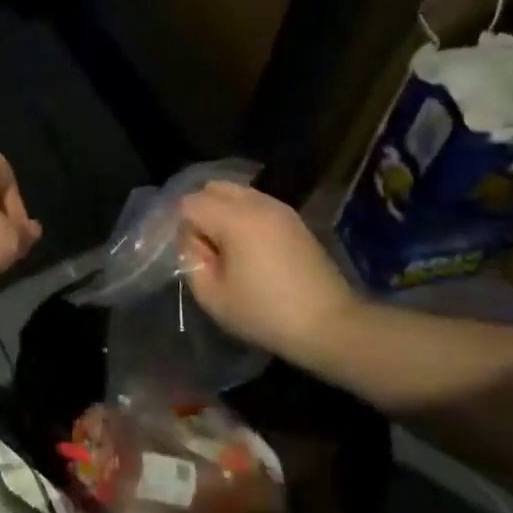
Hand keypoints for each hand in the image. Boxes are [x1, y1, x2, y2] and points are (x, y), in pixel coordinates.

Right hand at [177, 181, 360, 361]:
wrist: (330, 324)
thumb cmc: (265, 313)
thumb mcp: (212, 296)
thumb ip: (190, 260)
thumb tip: (192, 241)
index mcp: (234, 218)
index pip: (189, 203)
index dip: (182, 229)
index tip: (192, 256)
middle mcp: (257, 203)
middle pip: (213, 188)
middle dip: (201, 212)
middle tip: (206, 248)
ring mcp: (280, 209)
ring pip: (237, 193)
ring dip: (223, 213)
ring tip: (228, 249)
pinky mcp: (295, 220)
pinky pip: (257, 204)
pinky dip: (244, 217)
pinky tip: (250, 249)